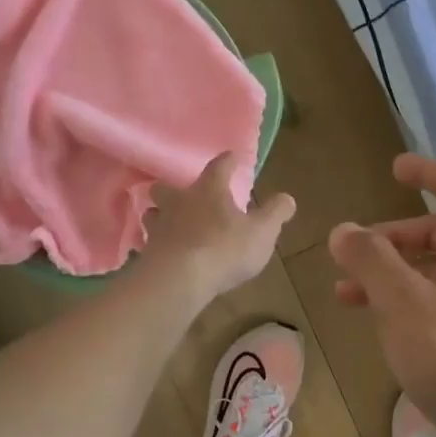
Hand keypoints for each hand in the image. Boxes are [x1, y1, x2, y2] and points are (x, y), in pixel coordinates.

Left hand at [143, 153, 294, 301]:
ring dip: (161, 215)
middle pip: (169, 187)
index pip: (219, 167)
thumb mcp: (262, 232)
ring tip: (170, 223)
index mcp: (209, 191)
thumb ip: (275, 213)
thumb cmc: (226, 249)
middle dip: (176, 189)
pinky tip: (161, 251)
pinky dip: (155, 244)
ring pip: (153, 213)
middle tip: (185, 195)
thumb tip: (287, 198)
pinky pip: (148, 242)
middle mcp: (179, 202)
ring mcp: (159, 226)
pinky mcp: (147, 252)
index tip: (233, 156)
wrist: (180, 279)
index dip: (228, 161)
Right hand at [329, 153, 435, 436]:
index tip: (393, 169)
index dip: (424, 171)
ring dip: (394, 276)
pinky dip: (414, 303)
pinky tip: (388, 330)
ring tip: (349, 298)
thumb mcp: (401, 301)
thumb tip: (343, 230)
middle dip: (390, 240)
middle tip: (350, 257)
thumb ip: (370, 259)